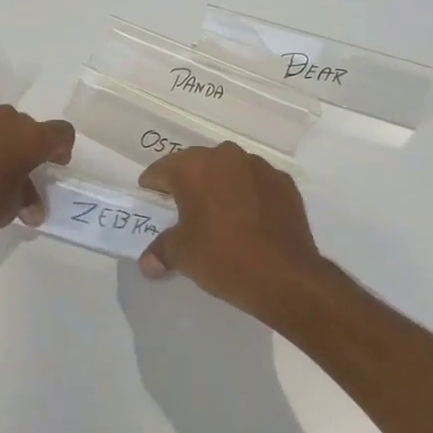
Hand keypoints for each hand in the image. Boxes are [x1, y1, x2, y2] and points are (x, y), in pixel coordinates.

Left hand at [0, 105, 74, 249]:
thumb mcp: (9, 209)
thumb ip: (26, 199)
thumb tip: (33, 209)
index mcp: (29, 138)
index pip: (61, 132)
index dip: (61, 148)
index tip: (54, 165)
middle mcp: (4, 119)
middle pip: (26, 126)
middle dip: (25, 146)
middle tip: (17, 172)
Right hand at [138, 142, 350, 326]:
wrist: (285, 275)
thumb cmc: (222, 257)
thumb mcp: (182, 255)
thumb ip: (161, 250)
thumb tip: (147, 263)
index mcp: (193, 167)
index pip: (162, 169)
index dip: (153, 185)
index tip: (151, 198)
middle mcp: (225, 156)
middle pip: (197, 164)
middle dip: (188, 182)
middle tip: (182, 207)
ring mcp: (259, 167)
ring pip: (229, 169)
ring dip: (220, 185)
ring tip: (218, 212)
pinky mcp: (284, 182)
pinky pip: (256, 183)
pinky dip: (248, 194)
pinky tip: (249, 218)